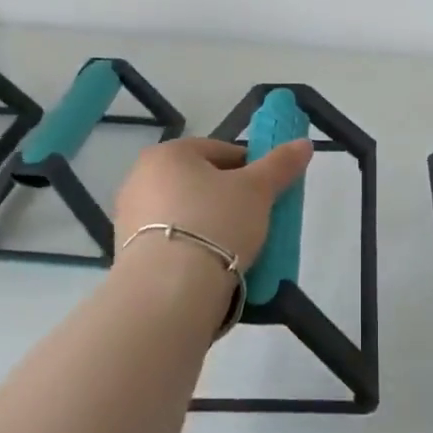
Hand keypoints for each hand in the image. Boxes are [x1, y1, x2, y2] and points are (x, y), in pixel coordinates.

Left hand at [112, 136, 313, 270]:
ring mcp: (129, 217)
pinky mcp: (128, 252)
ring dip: (210, 224)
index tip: (269, 191)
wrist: (170, 289)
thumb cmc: (216, 223)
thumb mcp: (257, 191)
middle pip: (200, 181)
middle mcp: (140, 177)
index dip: (250, 168)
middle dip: (228, 197)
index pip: (220, 151)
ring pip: (185, 212)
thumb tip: (304, 143)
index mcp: (168, 154)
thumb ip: (280, 164)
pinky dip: (192, 247)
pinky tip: (212, 265)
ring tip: (237, 247)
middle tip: (255, 219)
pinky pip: (172, 241)